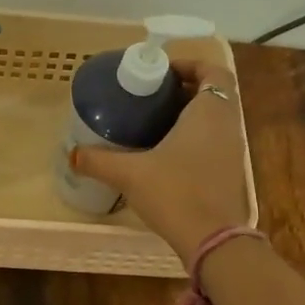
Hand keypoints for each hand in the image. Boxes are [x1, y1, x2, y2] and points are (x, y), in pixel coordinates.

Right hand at [72, 60, 250, 266]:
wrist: (212, 239)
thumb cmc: (174, 192)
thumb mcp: (129, 174)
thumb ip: (98, 161)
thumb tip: (71, 154)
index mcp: (210, 111)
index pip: (213, 71)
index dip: (190, 65)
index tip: (162, 72)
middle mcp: (227, 125)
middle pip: (213, 93)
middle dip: (184, 90)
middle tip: (150, 96)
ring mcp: (233, 151)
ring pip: (214, 119)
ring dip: (189, 115)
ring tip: (153, 122)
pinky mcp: (229, 174)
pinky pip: (214, 141)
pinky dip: (194, 138)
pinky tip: (165, 154)